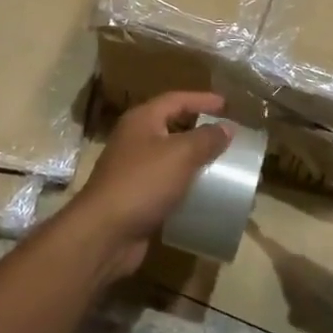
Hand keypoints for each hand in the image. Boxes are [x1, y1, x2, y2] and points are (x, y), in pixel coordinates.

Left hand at [65, 92, 232, 282]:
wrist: (106, 233)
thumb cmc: (143, 182)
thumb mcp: (181, 154)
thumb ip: (206, 138)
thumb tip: (227, 127)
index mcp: (142, 120)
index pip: (176, 99)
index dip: (202, 100)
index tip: (227, 105)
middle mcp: (134, 139)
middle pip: (170, 125)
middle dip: (198, 127)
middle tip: (225, 132)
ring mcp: (133, 168)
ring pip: (169, 155)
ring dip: (193, 157)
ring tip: (220, 161)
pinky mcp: (136, 195)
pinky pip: (166, 182)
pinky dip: (184, 183)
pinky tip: (203, 191)